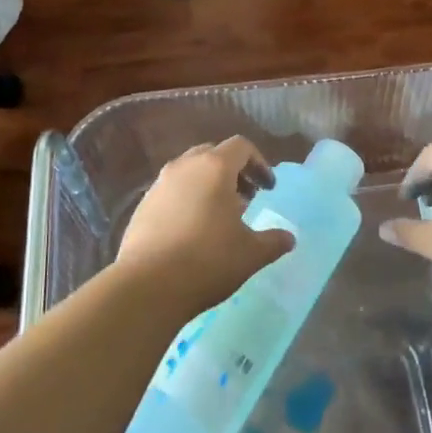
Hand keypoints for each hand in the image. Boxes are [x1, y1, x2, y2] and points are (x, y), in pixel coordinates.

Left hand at [116, 137, 294, 314]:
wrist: (147, 285)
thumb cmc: (207, 261)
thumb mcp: (250, 254)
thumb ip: (273, 241)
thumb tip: (289, 238)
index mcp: (214, 167)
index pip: (241, 147)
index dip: (259, 163)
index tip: (268, 188)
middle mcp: (184, 166)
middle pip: (213, 154)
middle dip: (233, 171)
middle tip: (246, 197)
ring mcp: (159, 185)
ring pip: (189, 172)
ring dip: (208, 185)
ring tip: (220, 216)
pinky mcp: (142, 206)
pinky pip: (171, 191)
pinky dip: (187, 200)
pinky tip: (193, 231)